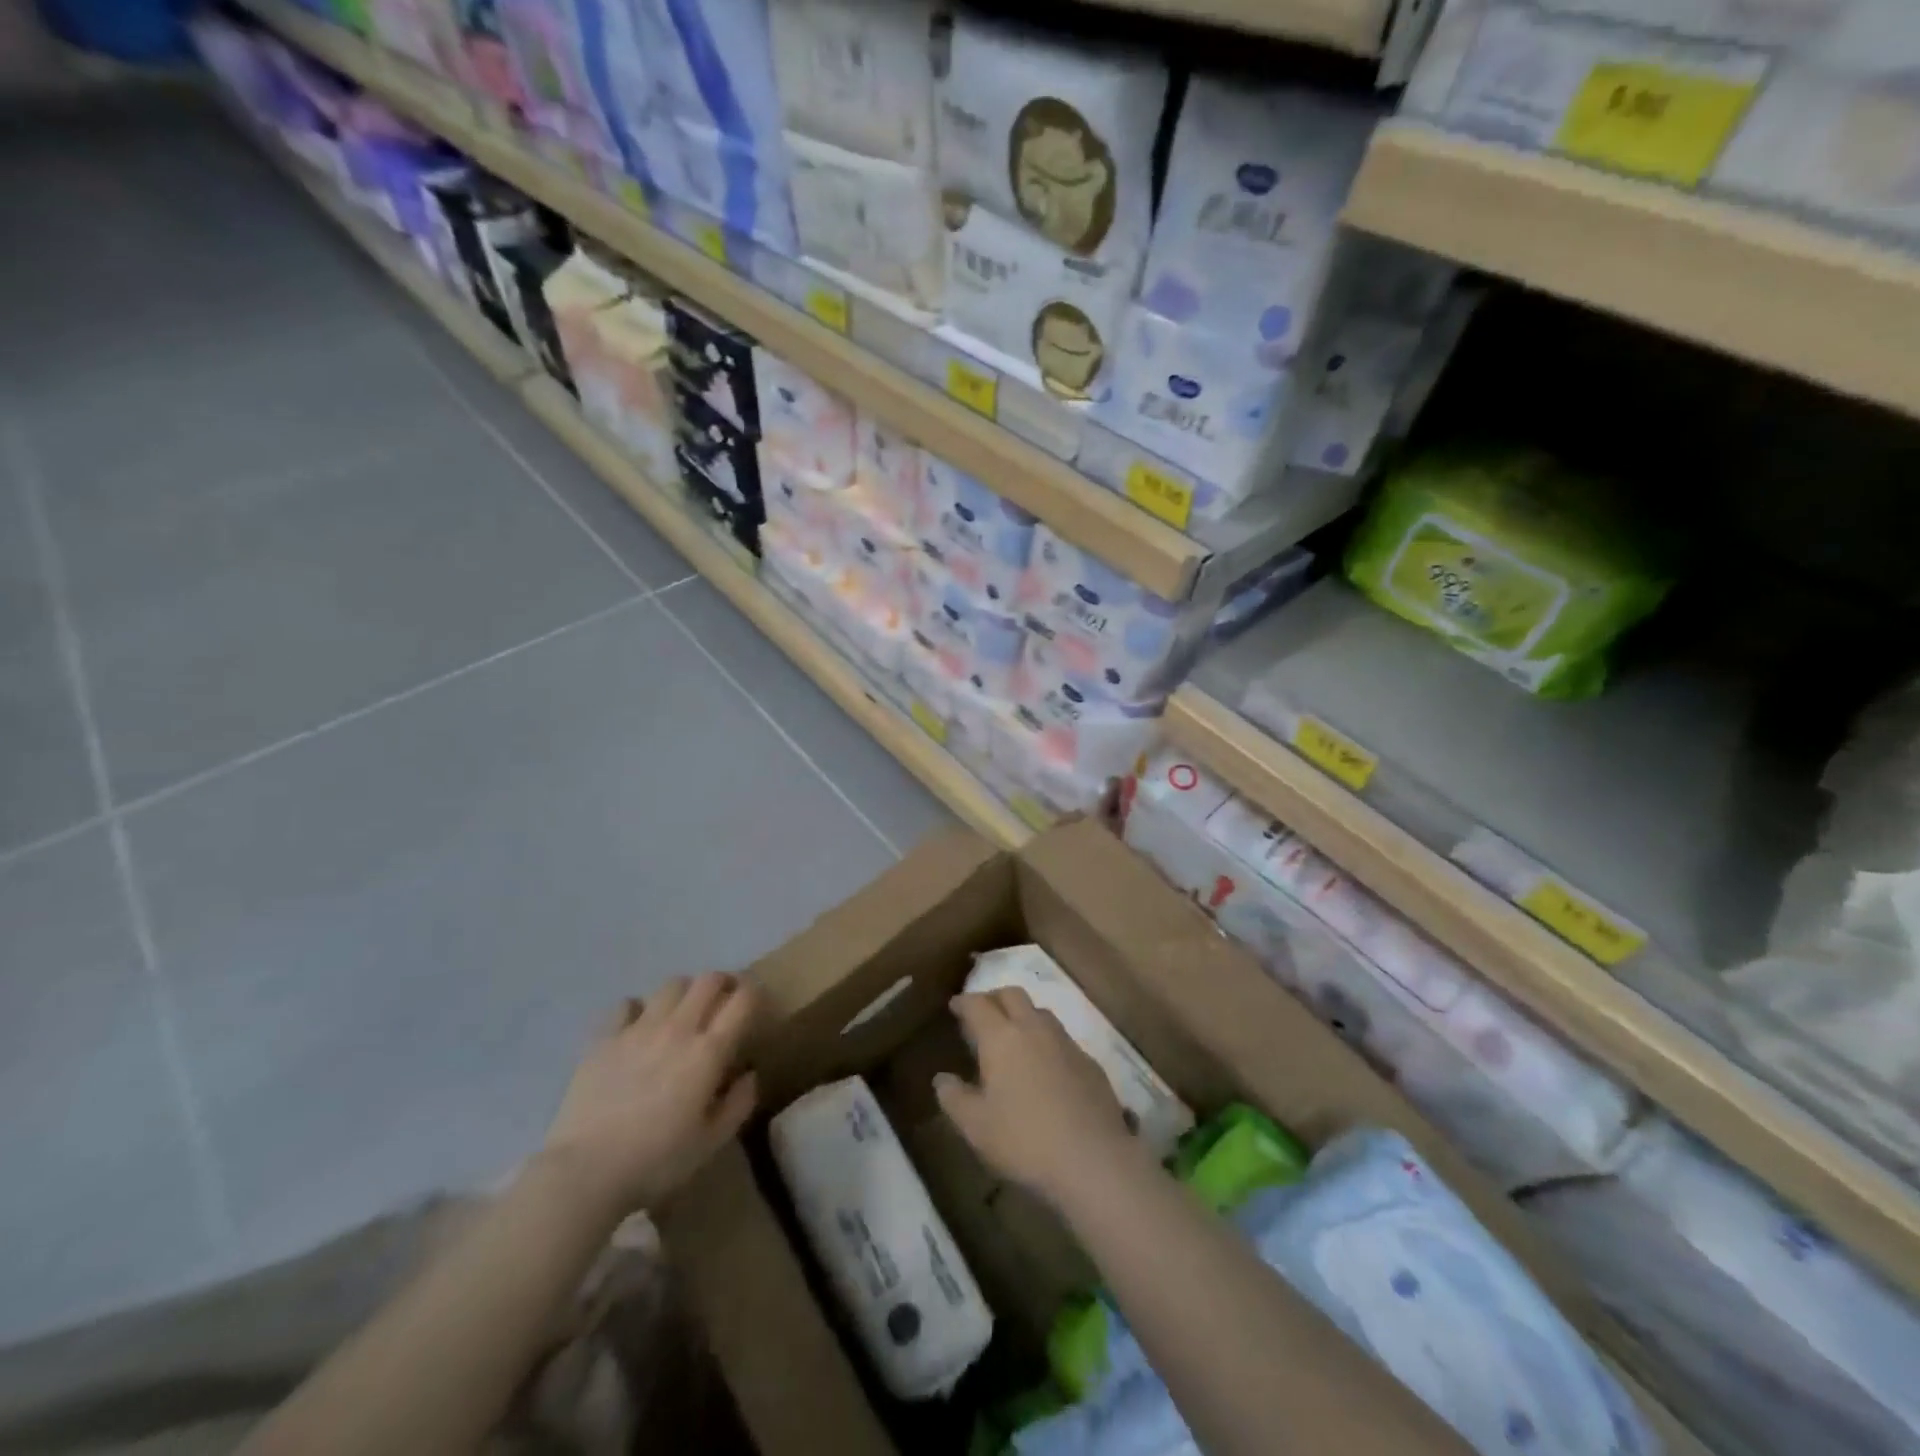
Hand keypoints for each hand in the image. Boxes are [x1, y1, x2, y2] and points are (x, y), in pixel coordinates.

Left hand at [542, 973, 759, 1219]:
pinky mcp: (605, 1038)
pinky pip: (627, 1004)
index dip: (755, 993)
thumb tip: (749, 1073)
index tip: (757, 1003)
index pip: (742, 1000)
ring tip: (685, 1011)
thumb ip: (739, 1103)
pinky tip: (639, 1028)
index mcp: (708, 1052)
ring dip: (686, 991)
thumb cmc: (656, 1161)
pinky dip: (640, 1009)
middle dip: (724, 983)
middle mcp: (677, 1028)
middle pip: (708, 980)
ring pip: (671, 985)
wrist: (585, 1172)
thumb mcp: (711, 1142)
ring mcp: (638, 1029)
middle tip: (725, 1001)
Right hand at [935, 988, 1149, 1212]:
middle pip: (1012, 994)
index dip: (964, 1001)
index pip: (978, 1004)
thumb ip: (954, 1098)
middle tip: (982, 1013)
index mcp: (1001, 1037)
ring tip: (1013, 1037)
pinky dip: (1046, 1041)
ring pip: (1040, 1012)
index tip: (955, 1005)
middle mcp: (1034, 1028)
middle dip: (994, 997)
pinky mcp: (1089, 1062)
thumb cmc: (1024, 1140)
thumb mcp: (976, 1126)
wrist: (1092, 1158)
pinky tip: (1045, 1067)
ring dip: (1023, 1015)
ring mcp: (1066, 1042)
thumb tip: (942, 1079)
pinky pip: (1062, 1039)